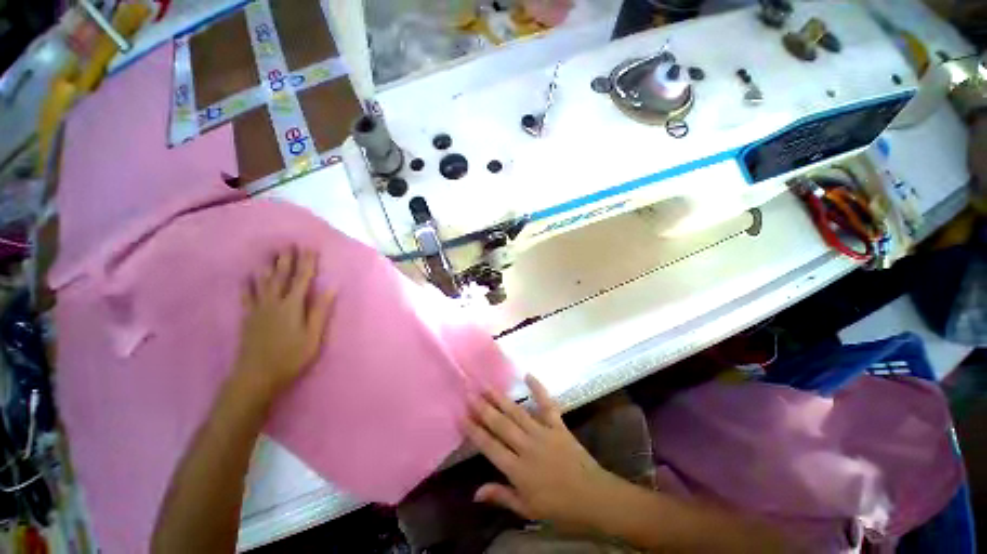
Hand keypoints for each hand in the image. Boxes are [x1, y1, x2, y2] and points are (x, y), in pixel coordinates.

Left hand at [232, 248, 333, 401]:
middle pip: (281, 277)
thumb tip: (331, 288)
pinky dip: (247, 284)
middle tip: (289, 244)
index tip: (309, 248)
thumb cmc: (291, 357)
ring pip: (263, 283)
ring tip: (270, 253)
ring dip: (269, 266)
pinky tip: (247, 276)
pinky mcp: (248, 318)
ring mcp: (258, 310)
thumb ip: (320, 311)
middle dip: (287, 260)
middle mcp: (274, 303)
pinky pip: (247, 296)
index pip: (302, 279)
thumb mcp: (313, 337)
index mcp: (292, 307)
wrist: (256, 376)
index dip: (306, 263)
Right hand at [465, 375, 618, 530]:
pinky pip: (547, 405)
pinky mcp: (558, 426)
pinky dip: (538, 389)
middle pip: (501, 425)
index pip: (490, 446)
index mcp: (518, 470)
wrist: (594, 499)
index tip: (461, 415)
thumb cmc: (559, 509)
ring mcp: (543, 433)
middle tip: (469, 392)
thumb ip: (501, 496)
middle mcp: (527, 447)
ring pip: (517, 413)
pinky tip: (528, 375)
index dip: (474, 431)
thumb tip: (474, 493)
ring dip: (501, 399)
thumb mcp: (527, 510)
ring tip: (487, 385)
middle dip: (483, 408)